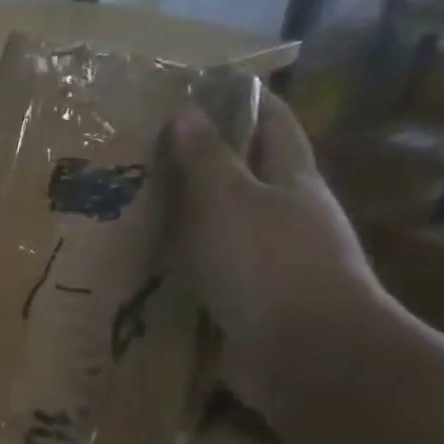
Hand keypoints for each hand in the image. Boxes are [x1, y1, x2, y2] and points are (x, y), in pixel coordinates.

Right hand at [168, 92, 391, 413]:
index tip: (205, 87)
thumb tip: (187, 110)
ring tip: (138, 204)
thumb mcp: (227, 199)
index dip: (247, 101)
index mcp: (293, 180)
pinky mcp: (255, 301)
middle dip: (208, 160)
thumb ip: (205, 157)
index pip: (275, 124)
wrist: (306, 355)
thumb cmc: (267, 262)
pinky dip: (188, 260)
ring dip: (191, 215)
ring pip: (228, 225)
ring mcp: (275, 262)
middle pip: (251, 175)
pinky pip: (215, 269)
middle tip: (149, 150)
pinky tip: (151, 261)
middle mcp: (290, 216)